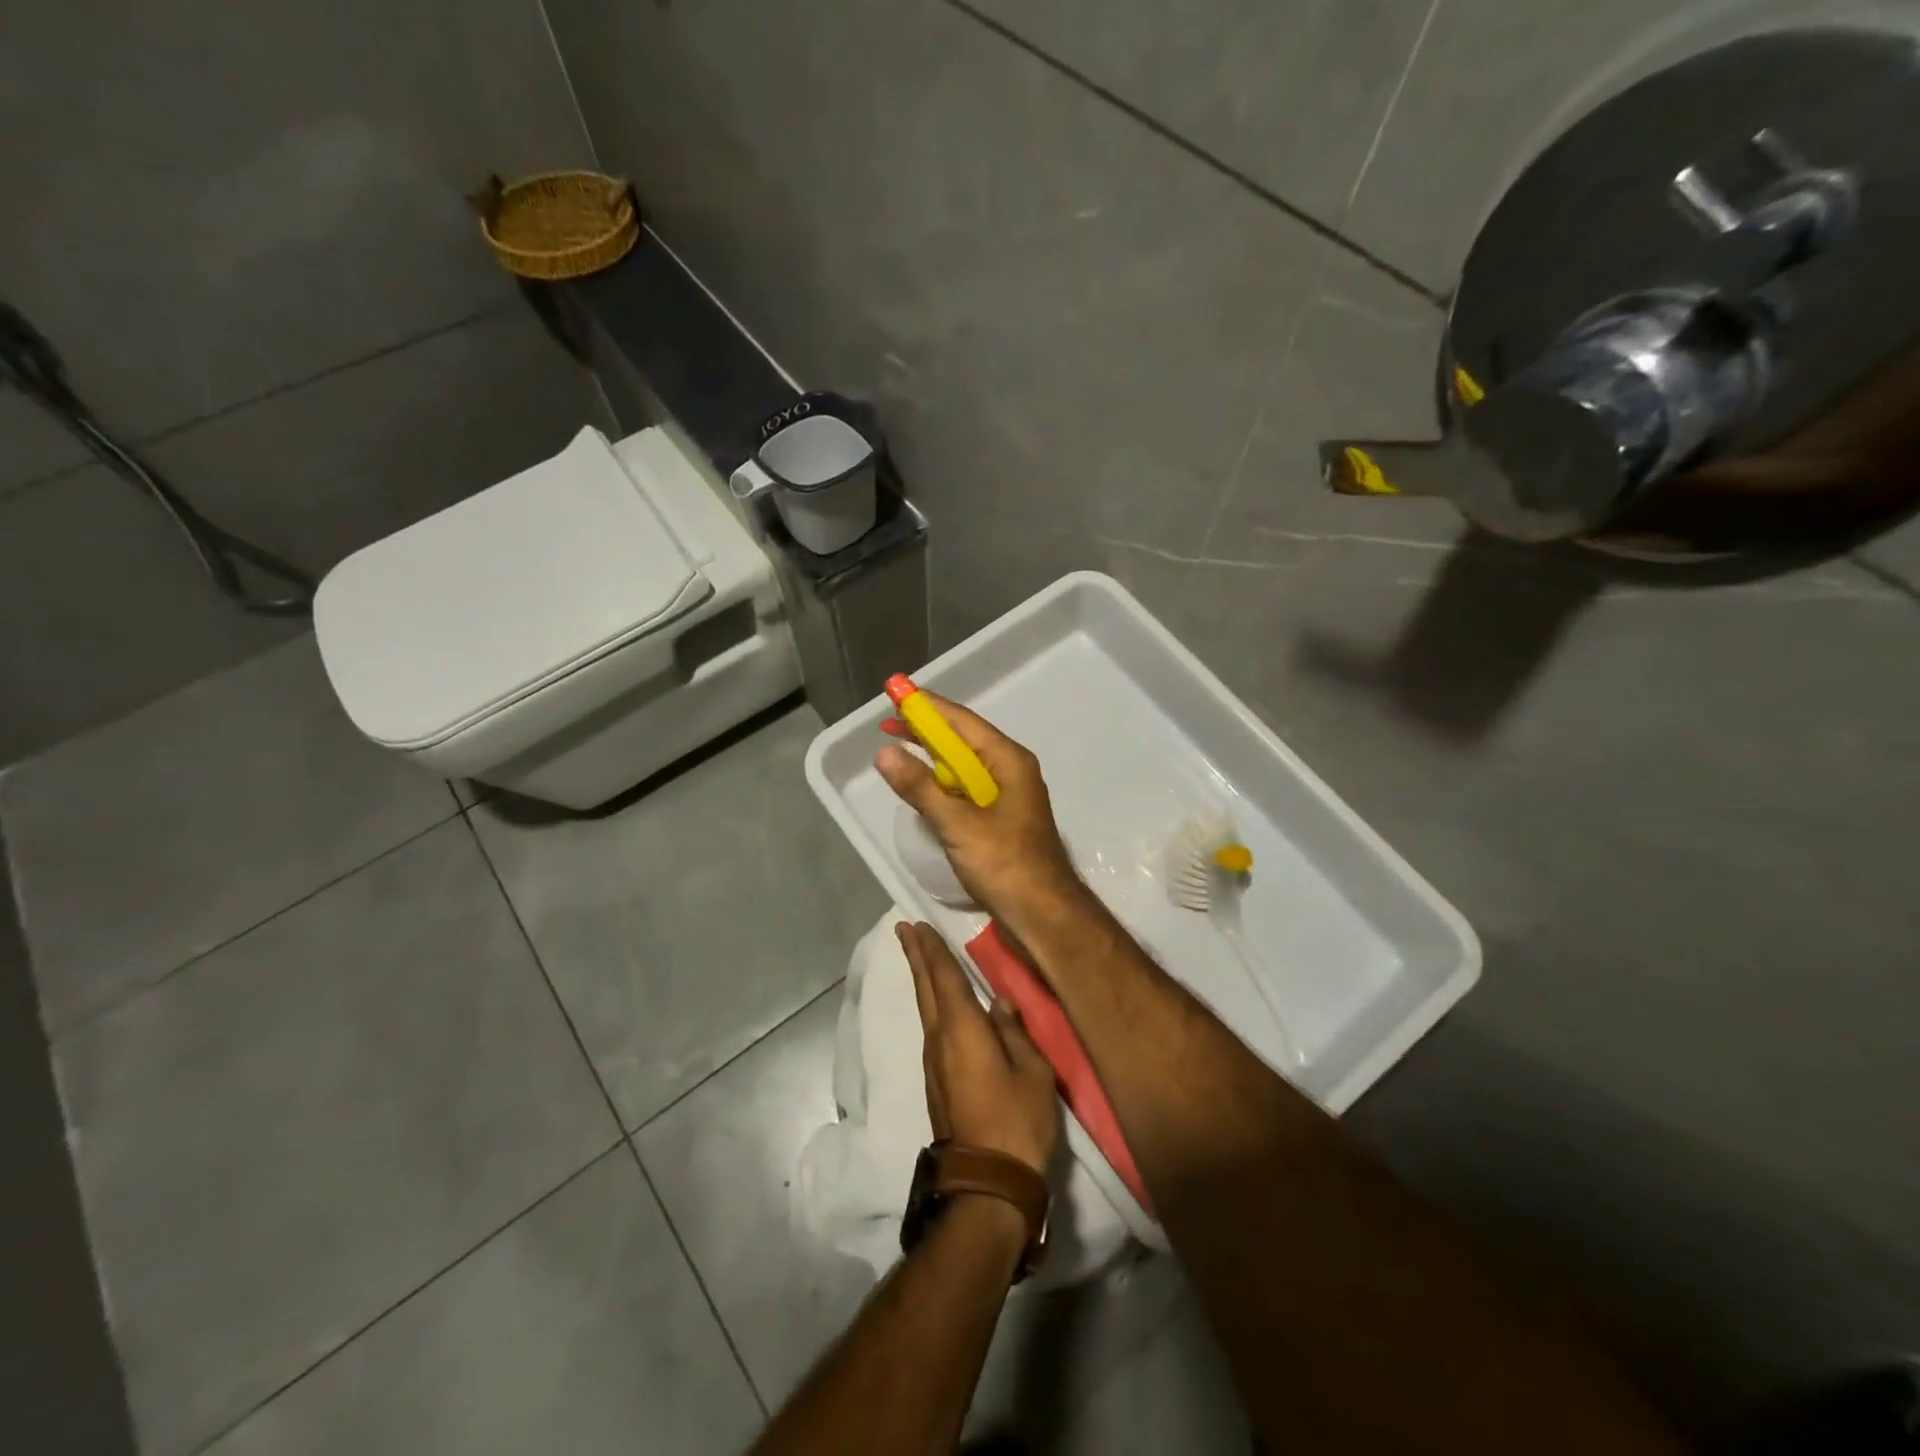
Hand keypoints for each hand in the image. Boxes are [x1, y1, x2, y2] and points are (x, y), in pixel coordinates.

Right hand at [876, 694, 1083, 933]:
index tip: (896, 693)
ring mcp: (1007, 795)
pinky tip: (923, 787)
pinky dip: (942, 783)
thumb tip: (885, 753)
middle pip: (963, 740)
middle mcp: (1010, 770)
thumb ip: (920, 787)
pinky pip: (966, 789)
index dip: (927, 706)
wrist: (1043, 914)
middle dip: (926, 730)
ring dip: (933, 757)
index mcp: (1008, 761)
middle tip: (889, 721)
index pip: (962, 721)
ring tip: (899, 748)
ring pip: (964, 766)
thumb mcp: (957, 824)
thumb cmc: (1005, 864)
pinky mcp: (1000, 819)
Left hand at [898, 921, 1058, 1177]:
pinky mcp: (936, 1081)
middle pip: (925, 988)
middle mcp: (939, 1038)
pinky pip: (932, 1028)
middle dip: (916, 956)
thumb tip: (999, 1002)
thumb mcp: (1033, 1072)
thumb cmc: (1017, 1121)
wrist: (986, 1183)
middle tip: (904, 929)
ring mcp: (934, 1062)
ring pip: (925, 1008)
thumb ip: (1014, 1032)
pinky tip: (941, 1005)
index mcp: (962, 1028)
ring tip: (921, 957)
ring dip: (922, 979)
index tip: (917, 924)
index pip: (944, 977)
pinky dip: (931, 1004)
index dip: (931, 949)